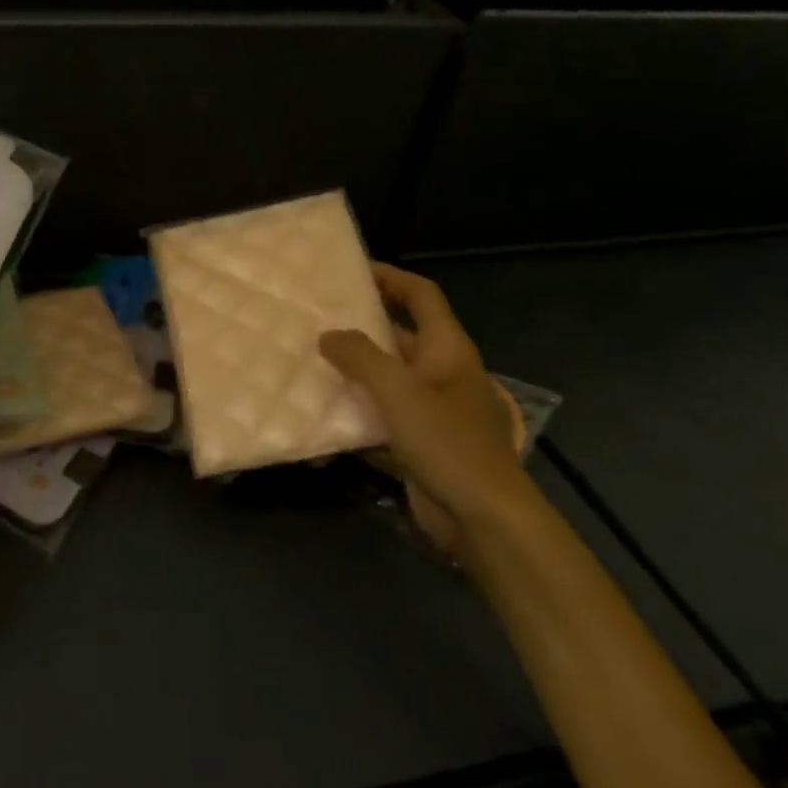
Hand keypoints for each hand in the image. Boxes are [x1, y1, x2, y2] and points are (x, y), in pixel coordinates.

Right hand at [321, 264, 542, 556]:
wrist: (481, 516)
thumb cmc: (446, 442)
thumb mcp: (399, 392)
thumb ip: (360, 358)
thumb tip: (328, 336)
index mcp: (447, 349)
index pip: (421, 296)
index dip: (391, 277)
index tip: (351, 270)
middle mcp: (440, 372)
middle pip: (398, 336)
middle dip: (359, 327)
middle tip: (314, 318)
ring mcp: (430, 408)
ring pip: (384, 378)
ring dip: (351, 371)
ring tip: (307, 360)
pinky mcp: (417, 440)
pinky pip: (379, 414)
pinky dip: (353, 410)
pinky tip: (319, 413)